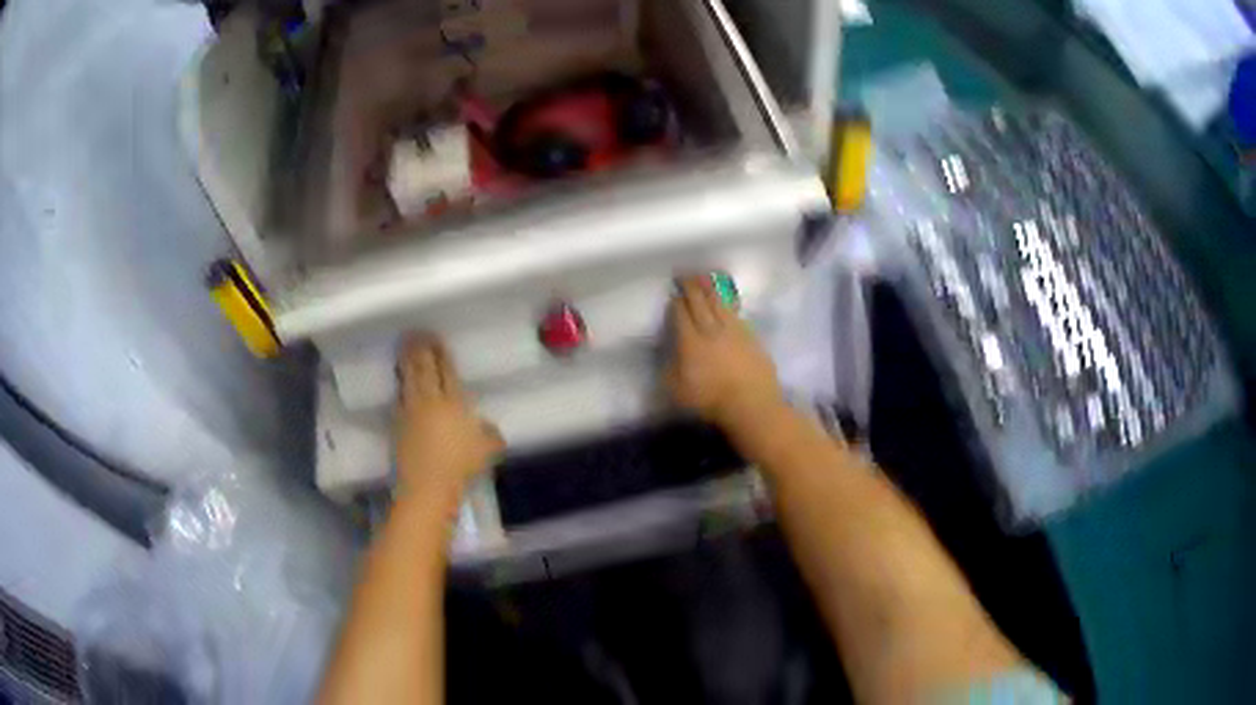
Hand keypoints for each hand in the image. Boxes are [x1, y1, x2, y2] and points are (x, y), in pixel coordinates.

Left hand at [395, 335, 503, 501]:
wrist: (429, 484)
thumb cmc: (461, 466)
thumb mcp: (487, 450)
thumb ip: (490, 434)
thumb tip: (489, 427)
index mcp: (454, 401)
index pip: (445, 370)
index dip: (440, 353)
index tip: (436, 338)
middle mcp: (430, 399)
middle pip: (423, 368)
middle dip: (420, 349)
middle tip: (417, 333)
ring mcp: (411, 409)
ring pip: (408, 377)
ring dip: (407, 360)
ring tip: (405, 347)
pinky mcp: (398, 422)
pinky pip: (400, 394)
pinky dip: (400, 382)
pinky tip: (401, 379)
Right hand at [665, 275, 784, 428]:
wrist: (752, 404)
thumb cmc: (711, 401)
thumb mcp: (677, 392)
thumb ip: (669, 370)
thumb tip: (668, 354)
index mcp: (690, 342)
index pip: (680, 315)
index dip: (676, 303)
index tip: (673, 294)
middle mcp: (710, 330)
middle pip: (699, 303)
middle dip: (691, 287)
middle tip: (685, 274)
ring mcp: (733, 330)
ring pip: (719, 303)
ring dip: (710, 288)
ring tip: (704, 277)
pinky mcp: (751, 336)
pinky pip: (735, 313)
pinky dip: (728, 303)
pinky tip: (726, 300)